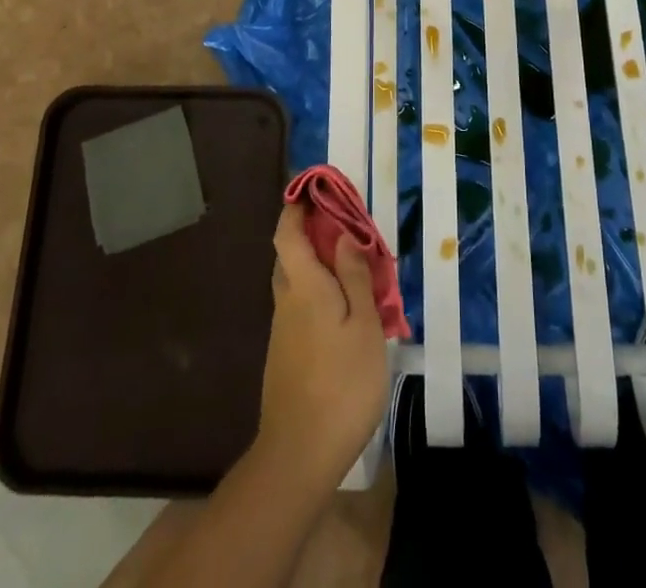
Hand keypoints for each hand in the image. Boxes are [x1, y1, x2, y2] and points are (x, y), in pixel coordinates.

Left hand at [254, 204, 389, 493]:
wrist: (298, 455)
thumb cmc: (341, 382)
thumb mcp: (364, 325)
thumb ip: (354, 276)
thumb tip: (344, 234)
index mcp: (303, 285)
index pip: (287, 232)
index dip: (296, 207)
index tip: (314, 189)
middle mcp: (286, 300)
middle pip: (290, 255)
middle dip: (312, 235)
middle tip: (347, 230)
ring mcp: (281, 331)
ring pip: (296, 283)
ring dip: (318, 267)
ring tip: (355, 272)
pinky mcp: (284, 355)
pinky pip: (300, 308)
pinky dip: (319, 296)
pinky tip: (345, 315)